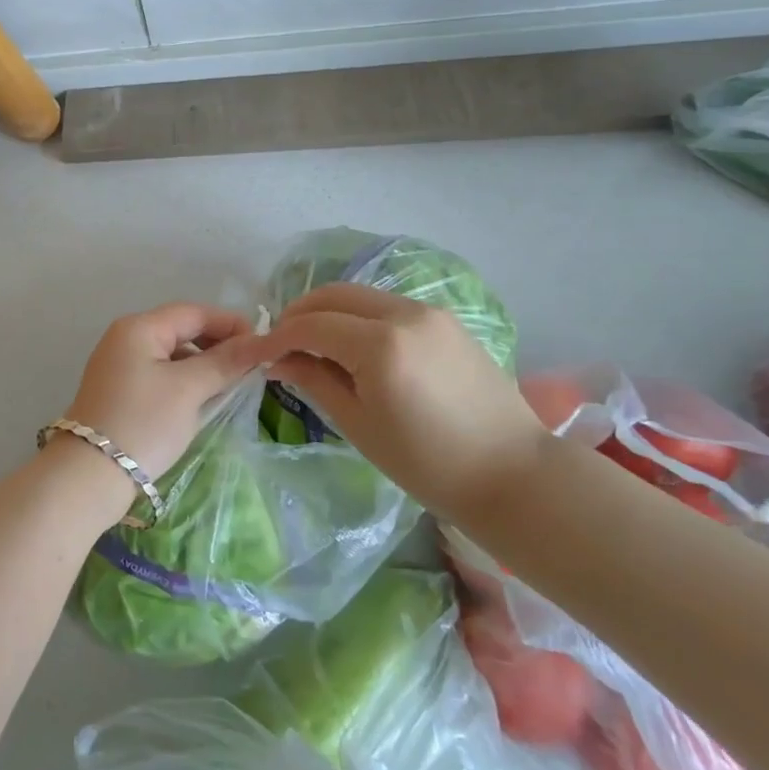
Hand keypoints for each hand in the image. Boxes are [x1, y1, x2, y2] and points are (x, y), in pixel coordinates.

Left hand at [60, 302, 268, 493]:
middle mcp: (125, 339)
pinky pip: (160, 375)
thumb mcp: (188, 389)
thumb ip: (225, 362)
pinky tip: (202, 400)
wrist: (89, 476)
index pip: (193, 313)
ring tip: (232, 386)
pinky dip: (185, 382)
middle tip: (251, 368)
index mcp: (138, 328)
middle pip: (181, 330)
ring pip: (172, 354)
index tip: (263, 346)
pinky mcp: (119, 392)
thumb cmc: (143, 423)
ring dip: (203, 365)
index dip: (231, 324)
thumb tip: (260, 342)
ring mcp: (119, 366)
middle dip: (218, 345)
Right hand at [258, 282, 547, 519]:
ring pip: (360, 295)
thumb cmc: (427, 463)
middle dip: (299, 314)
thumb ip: (315, 380)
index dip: (277, 337)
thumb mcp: (359, 425)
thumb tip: (278, 360)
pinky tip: (352, 344)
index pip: (311, 325)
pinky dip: (359, 316)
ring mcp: (429, 312)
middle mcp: (403, 314)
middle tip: (280, 344)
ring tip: (312, 343)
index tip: (256, 354)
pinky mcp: (445, 320)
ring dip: (328, 311)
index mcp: (379, 344)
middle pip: (333, 295)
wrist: (512, 474)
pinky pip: (387, 305)